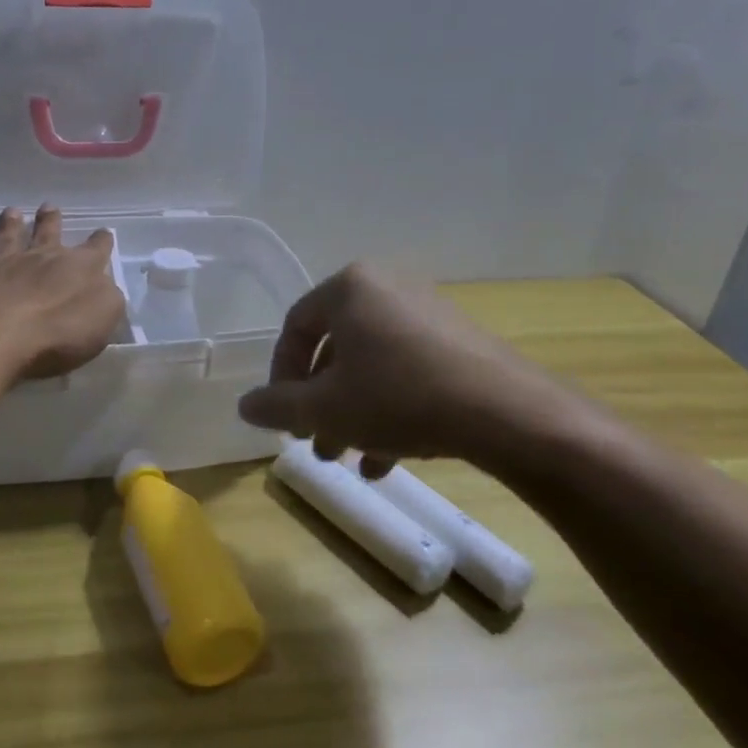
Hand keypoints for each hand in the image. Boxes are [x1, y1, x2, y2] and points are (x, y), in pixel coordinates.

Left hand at [0, 204, 125, 382]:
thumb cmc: (58, 333)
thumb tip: (105, 286)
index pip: (95, 250)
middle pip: (46, 235)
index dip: (101, 242)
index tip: (104, 233)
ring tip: (10, 211)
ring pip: (4, 240)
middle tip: (49, 206)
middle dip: (50, 221)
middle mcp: (35, 260)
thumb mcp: (103, 318)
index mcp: (76, 268)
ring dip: (8, 225)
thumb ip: (107, 298)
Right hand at [237, 263, 603, 483]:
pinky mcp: (457, 341)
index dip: (280, 376)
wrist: (504, 412)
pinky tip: (387, 459)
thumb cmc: (397, 397)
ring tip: (348, 459)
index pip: (296, 327)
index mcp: (349, 288)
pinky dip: (389, 409)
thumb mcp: (324, 408)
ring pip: (371, 366)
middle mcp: (387, 288)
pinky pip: (407, 371)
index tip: (282, 418)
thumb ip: (277, 406)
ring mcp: (427, 312)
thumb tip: (244, 406)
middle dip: (320, 404)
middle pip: (336, 350)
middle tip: (315, 445)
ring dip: (352, 414)